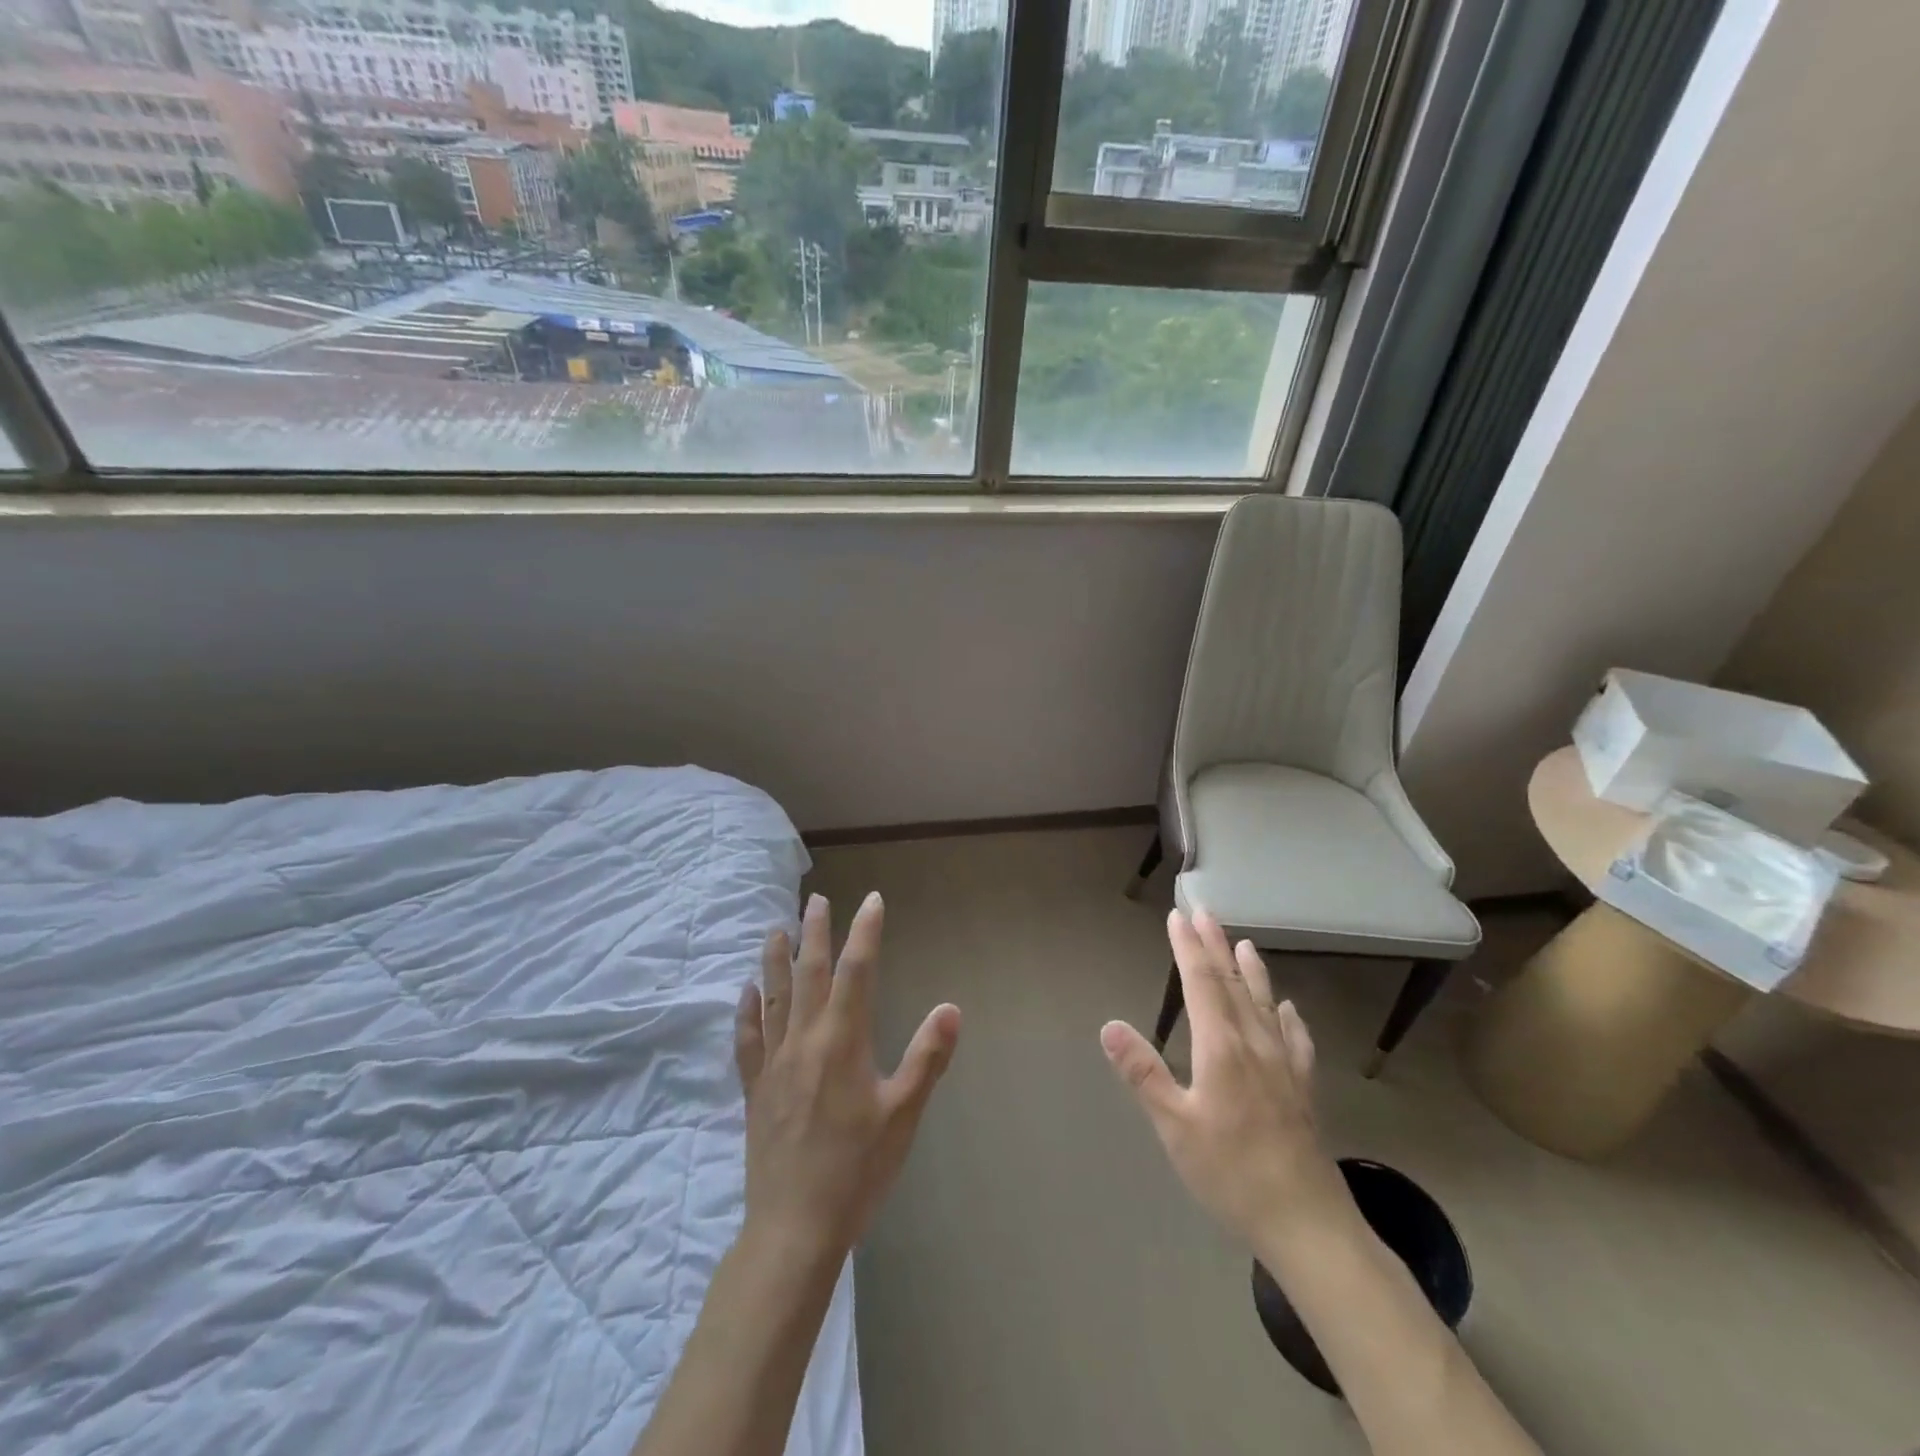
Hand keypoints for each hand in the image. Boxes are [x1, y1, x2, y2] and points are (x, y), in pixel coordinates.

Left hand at [734, 891, 961, 1263]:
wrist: (793, 1228)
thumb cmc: (856, 1170)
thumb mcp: (903, 1115)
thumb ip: (927, 1058)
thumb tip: (951, 1007)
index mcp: (843, 1041)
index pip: (857, 971)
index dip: (865, 931)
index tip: (871, 900)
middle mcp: (805, 1040)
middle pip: (810, 973)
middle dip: (816, 933)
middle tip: (816, 900)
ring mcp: (775, 1064)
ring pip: (774, 998)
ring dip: (776, 960)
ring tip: (776, 929)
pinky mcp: (755, 1089)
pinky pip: (748, 1040)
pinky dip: (747, 1011)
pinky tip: (746, 993)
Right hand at [1101, 910, 1348, 1253]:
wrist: (1306, 1222)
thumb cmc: (1231, 1172)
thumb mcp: (1175, 1126)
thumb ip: (1143, 1073)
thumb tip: (1109, 1026)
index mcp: (1221, 1047)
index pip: (1201, 983)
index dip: (1188, 947)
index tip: (1179, 916)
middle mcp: (1254, 1044)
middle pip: (1233, 983)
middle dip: (1215, 945)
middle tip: (1205, 912)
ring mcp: (1284, 1065)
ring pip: (1265, 1003)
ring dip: (1251, 970)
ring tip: (1244, 942)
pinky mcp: (1303, 1088)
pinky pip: (1295, 1039)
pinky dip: (1289, 1016)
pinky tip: (1288, 1009)